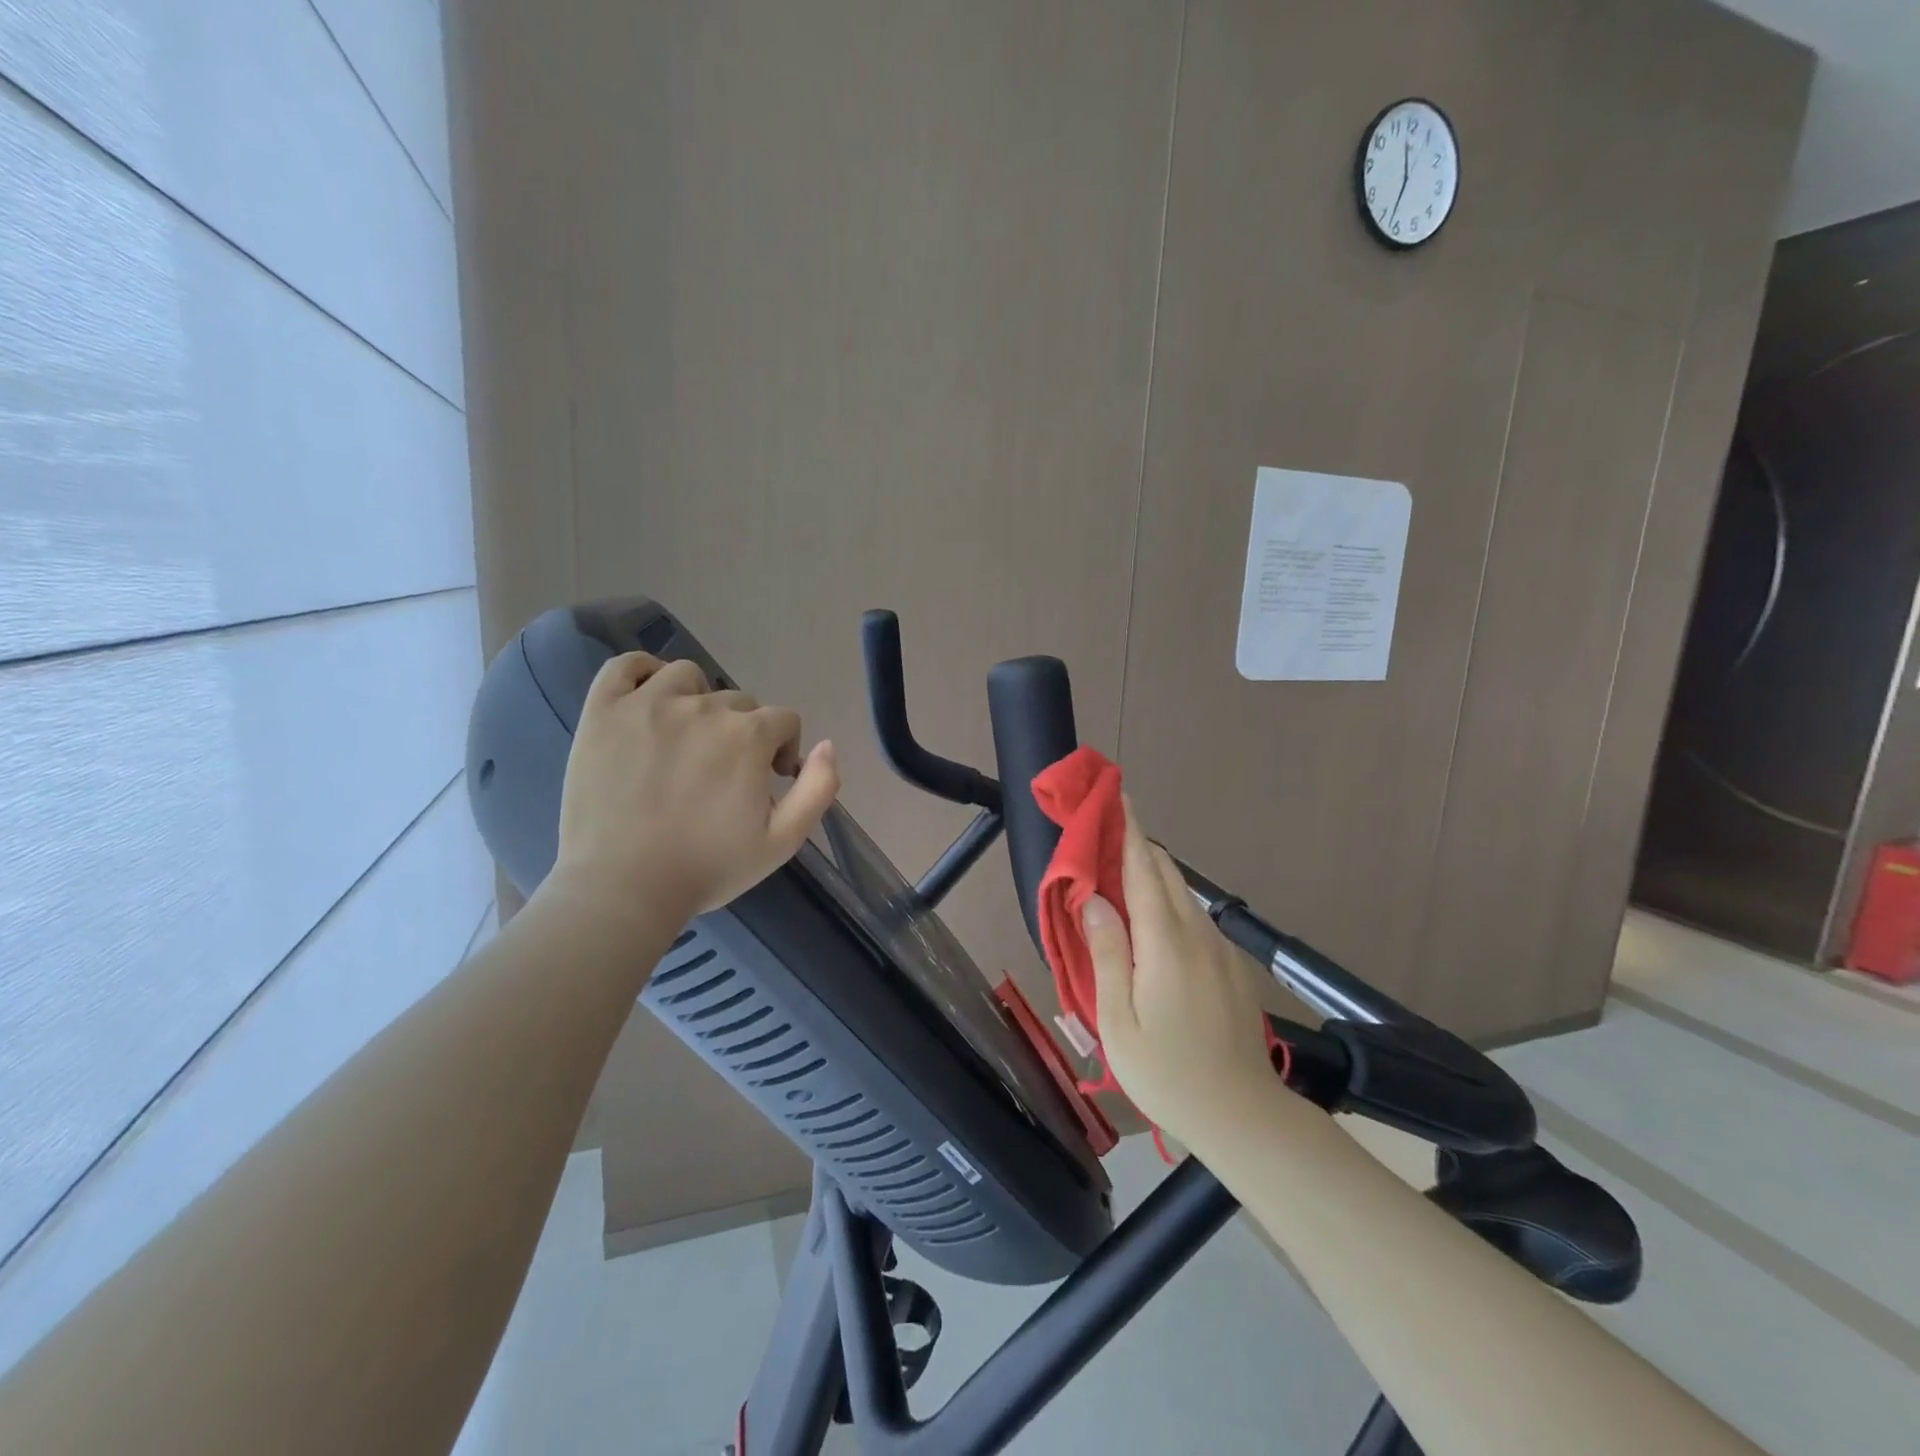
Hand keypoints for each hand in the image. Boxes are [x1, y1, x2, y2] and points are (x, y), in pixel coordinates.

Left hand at [544, 652, 839, 929]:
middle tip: (721, 775)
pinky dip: (642, 672)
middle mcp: (704, 707)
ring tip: (685, 738)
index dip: (783, 749)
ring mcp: (648, 704)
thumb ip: (818, 789)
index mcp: (749, 736)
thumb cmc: (708, 868)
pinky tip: (648, 699)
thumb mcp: (783, 841)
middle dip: (741, 733)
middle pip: (738, 702)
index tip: (766, 782)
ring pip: (688, 677)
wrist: (623, 889)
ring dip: (698, 700)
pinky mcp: (604, 711)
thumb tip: (827, 745)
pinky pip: (625, 666)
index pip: (783, 720)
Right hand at [1082, 799, 1277, 1147]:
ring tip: (1119, 875)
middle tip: (1105, 832)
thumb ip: (1107, 954)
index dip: (1127, 830)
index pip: (1143, 870)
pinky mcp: (1231, 967)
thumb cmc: (1168, 1073)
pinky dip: (1168, 903)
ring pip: (1183, 894)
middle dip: (1136, 845)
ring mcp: (1220, 950)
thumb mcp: (1119, 1021)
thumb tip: (1093, 899)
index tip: (1115, 795)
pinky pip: (1194, 919)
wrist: (1244, 1117)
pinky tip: (1151, 925)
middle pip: (1166, 873)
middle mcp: (1197, 934)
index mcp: (1165, 943)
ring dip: (1152, 874)